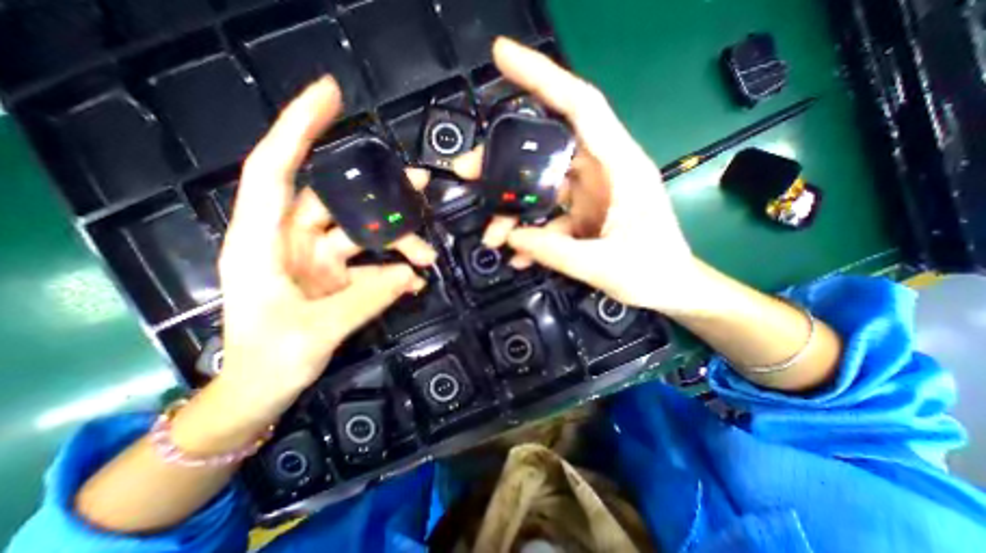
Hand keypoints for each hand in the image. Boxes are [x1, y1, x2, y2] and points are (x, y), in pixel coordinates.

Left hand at [219, 76, 433, 414]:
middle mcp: (290, 242)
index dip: (299, 129)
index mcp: (263, 244)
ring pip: (364, 235)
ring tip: (427, 256)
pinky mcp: (337, 278)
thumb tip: (410, 277)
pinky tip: (414, 281)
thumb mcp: (315, 332)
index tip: (330, 96)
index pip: (276, 170)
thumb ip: (366, 300)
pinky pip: (372, 265)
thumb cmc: (268, 363)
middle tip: (421, 187)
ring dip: (398, 241)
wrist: (261, 390)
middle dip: (381, 195)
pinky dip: (394, 271)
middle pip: (339, 203)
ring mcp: (317, 260)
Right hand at [454, 37, 700, 315]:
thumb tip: (510, 237)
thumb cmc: (652, 272)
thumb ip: (554, 251)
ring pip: (541, 187)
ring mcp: (589, 194)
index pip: (580, 106)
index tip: (502, 57)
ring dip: (513, 208)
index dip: (543, 77)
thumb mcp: (603, 265)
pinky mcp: (582, 214)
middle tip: (469, 171)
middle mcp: (602, 172)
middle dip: (505, 160)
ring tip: (492, 234)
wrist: (670, 290)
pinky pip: (548, 216)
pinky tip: (517, 253)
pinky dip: (530, 233)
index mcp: (619, 167)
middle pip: (546, 149)